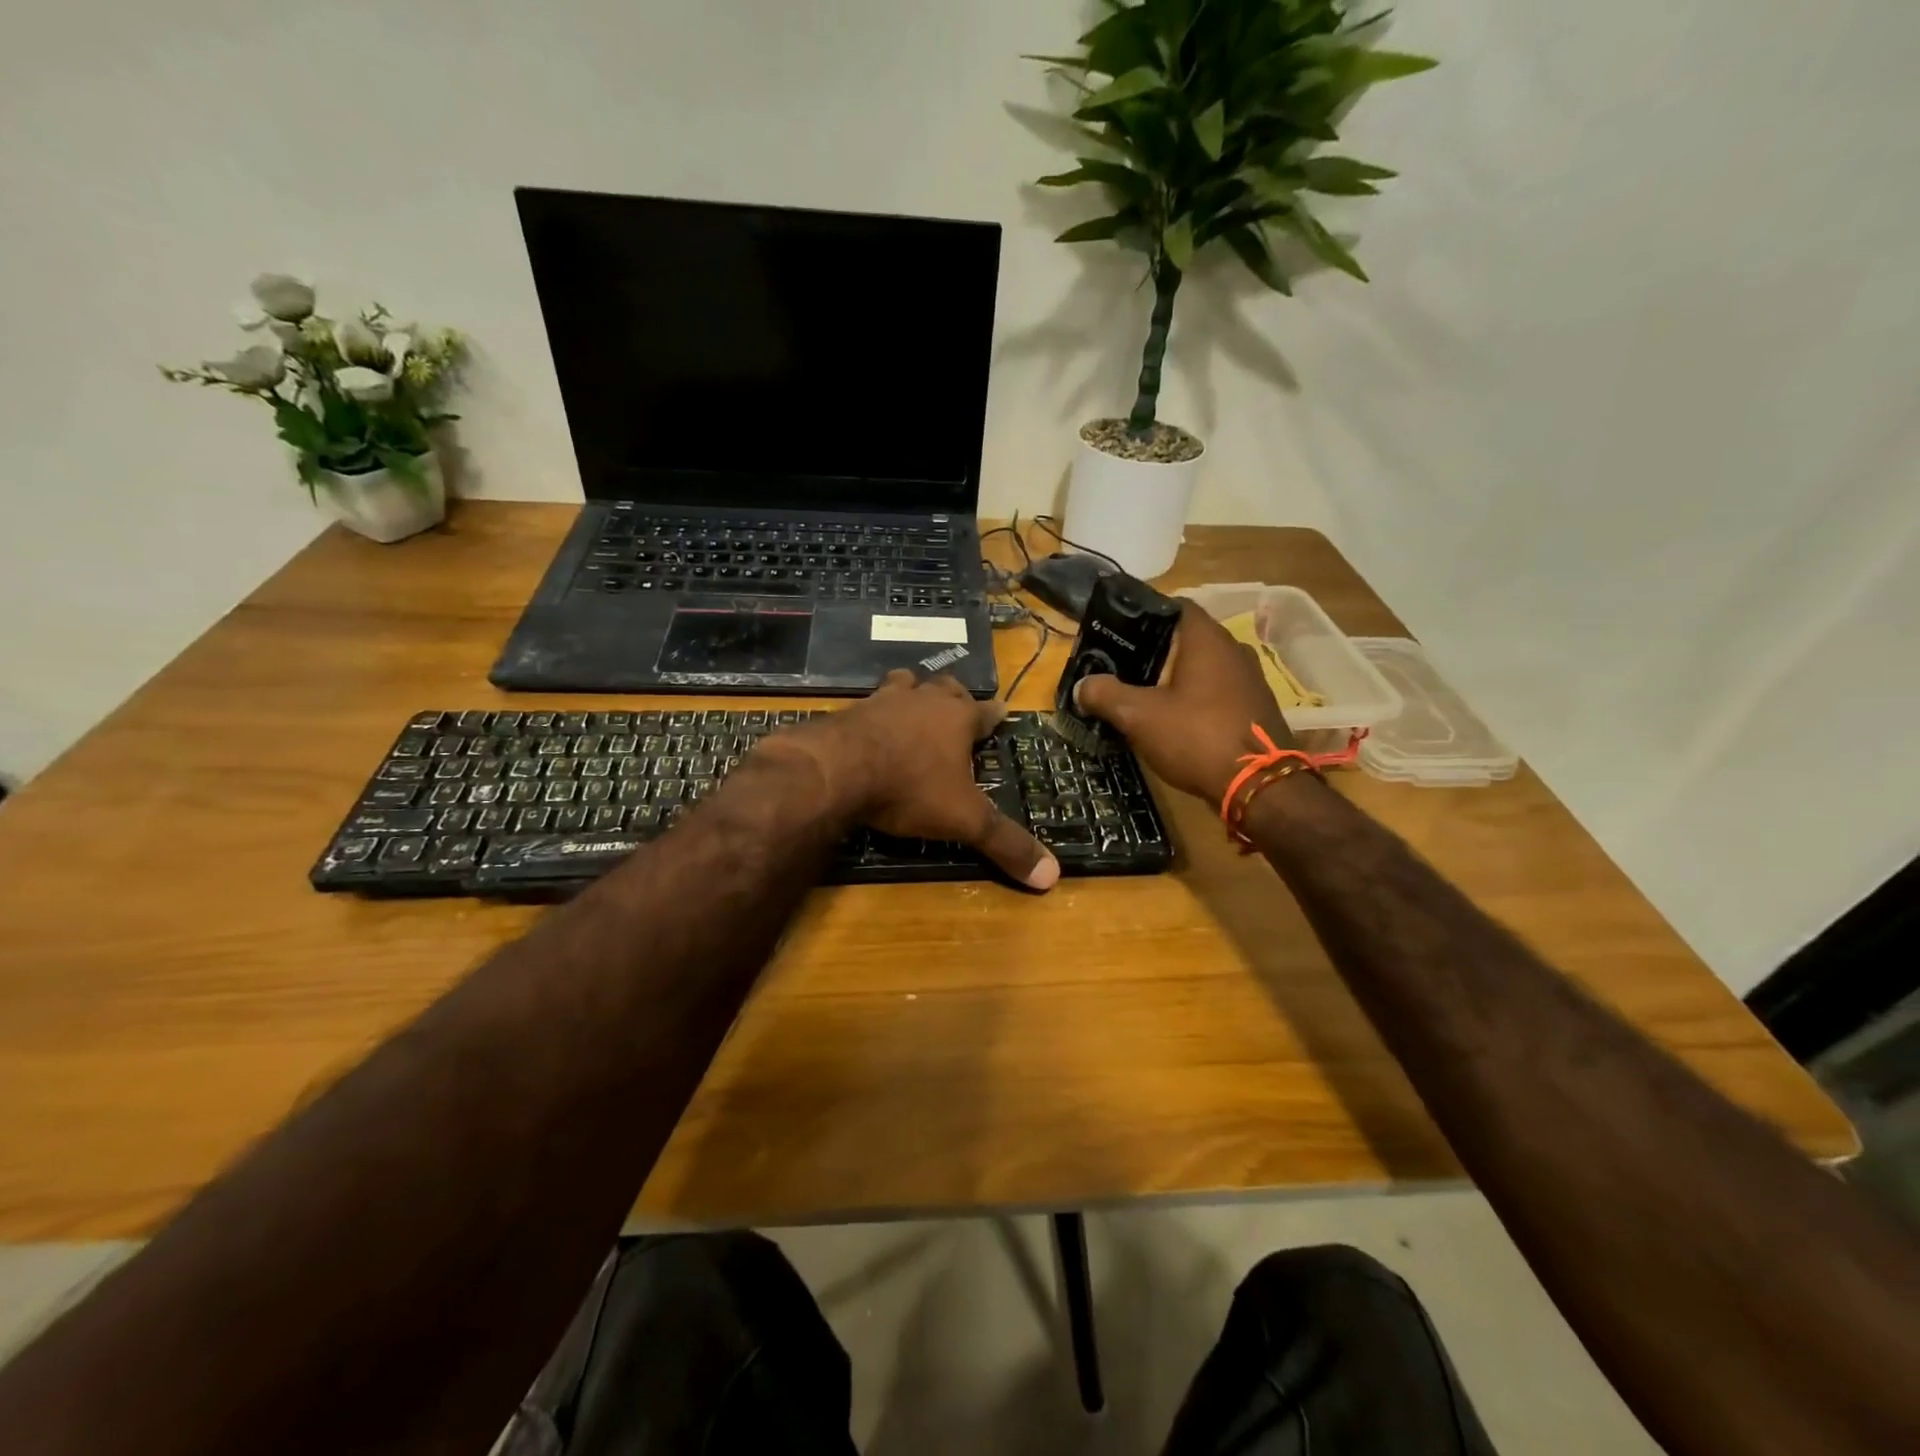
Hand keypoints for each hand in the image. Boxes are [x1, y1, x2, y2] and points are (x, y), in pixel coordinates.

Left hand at [781, 671, 1059, 890]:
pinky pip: (868, 704)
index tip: (1002, 712)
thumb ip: (1006, 844)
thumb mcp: (964, 821)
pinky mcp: (849, 711)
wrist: (837, 770)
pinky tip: (869, 726)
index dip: (996, 714)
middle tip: (957, 706)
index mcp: (957, 719)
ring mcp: (883, 701)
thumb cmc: (910, 788)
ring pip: (904, 684)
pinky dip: (874, 713)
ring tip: (912, 704)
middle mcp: (923, 701)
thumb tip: (1053, 877)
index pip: (986, 711)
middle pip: (945, 687)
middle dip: (954, 696)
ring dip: (912, 692)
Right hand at [1073, 601, 1300, 804]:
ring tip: (1141, 694)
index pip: (1174, 606)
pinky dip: (1193, 699)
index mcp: (1207, 639)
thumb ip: (1106, 694)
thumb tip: (1083, 685)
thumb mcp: (1139, 716)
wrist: (1259, 786)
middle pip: (1186, 638)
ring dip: (1174, 678)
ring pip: (1202, 667)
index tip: (1117, 632)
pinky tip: (1173, 719)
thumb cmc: (1196, 736)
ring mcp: (1249, 680)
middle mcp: (1233, 650)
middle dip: (1153, 651)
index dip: (1144, 615)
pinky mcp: (1254, 708)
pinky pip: (1216, 692)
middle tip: (1120, 667)